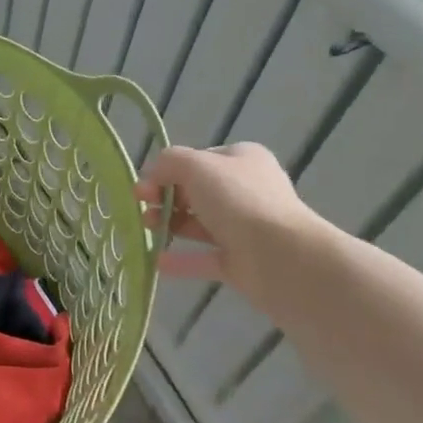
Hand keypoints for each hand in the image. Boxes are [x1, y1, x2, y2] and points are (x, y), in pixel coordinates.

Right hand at [136, 143, 324, 297]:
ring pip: (199, 224)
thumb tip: (153, 174)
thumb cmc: (238, 200)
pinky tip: (157, 261)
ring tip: (146, 228)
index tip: (144, 186)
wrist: (281, 256)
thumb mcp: (196, 166)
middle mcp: (246, 191)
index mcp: (242, 160)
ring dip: (169, 224)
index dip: (168, 171)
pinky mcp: (241, 261)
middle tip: (142, 207)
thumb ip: (169, 162)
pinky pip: (205, 257)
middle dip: (164, 198)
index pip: (198, 160)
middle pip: (196, 192)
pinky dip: (181, 259)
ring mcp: (245, 228)